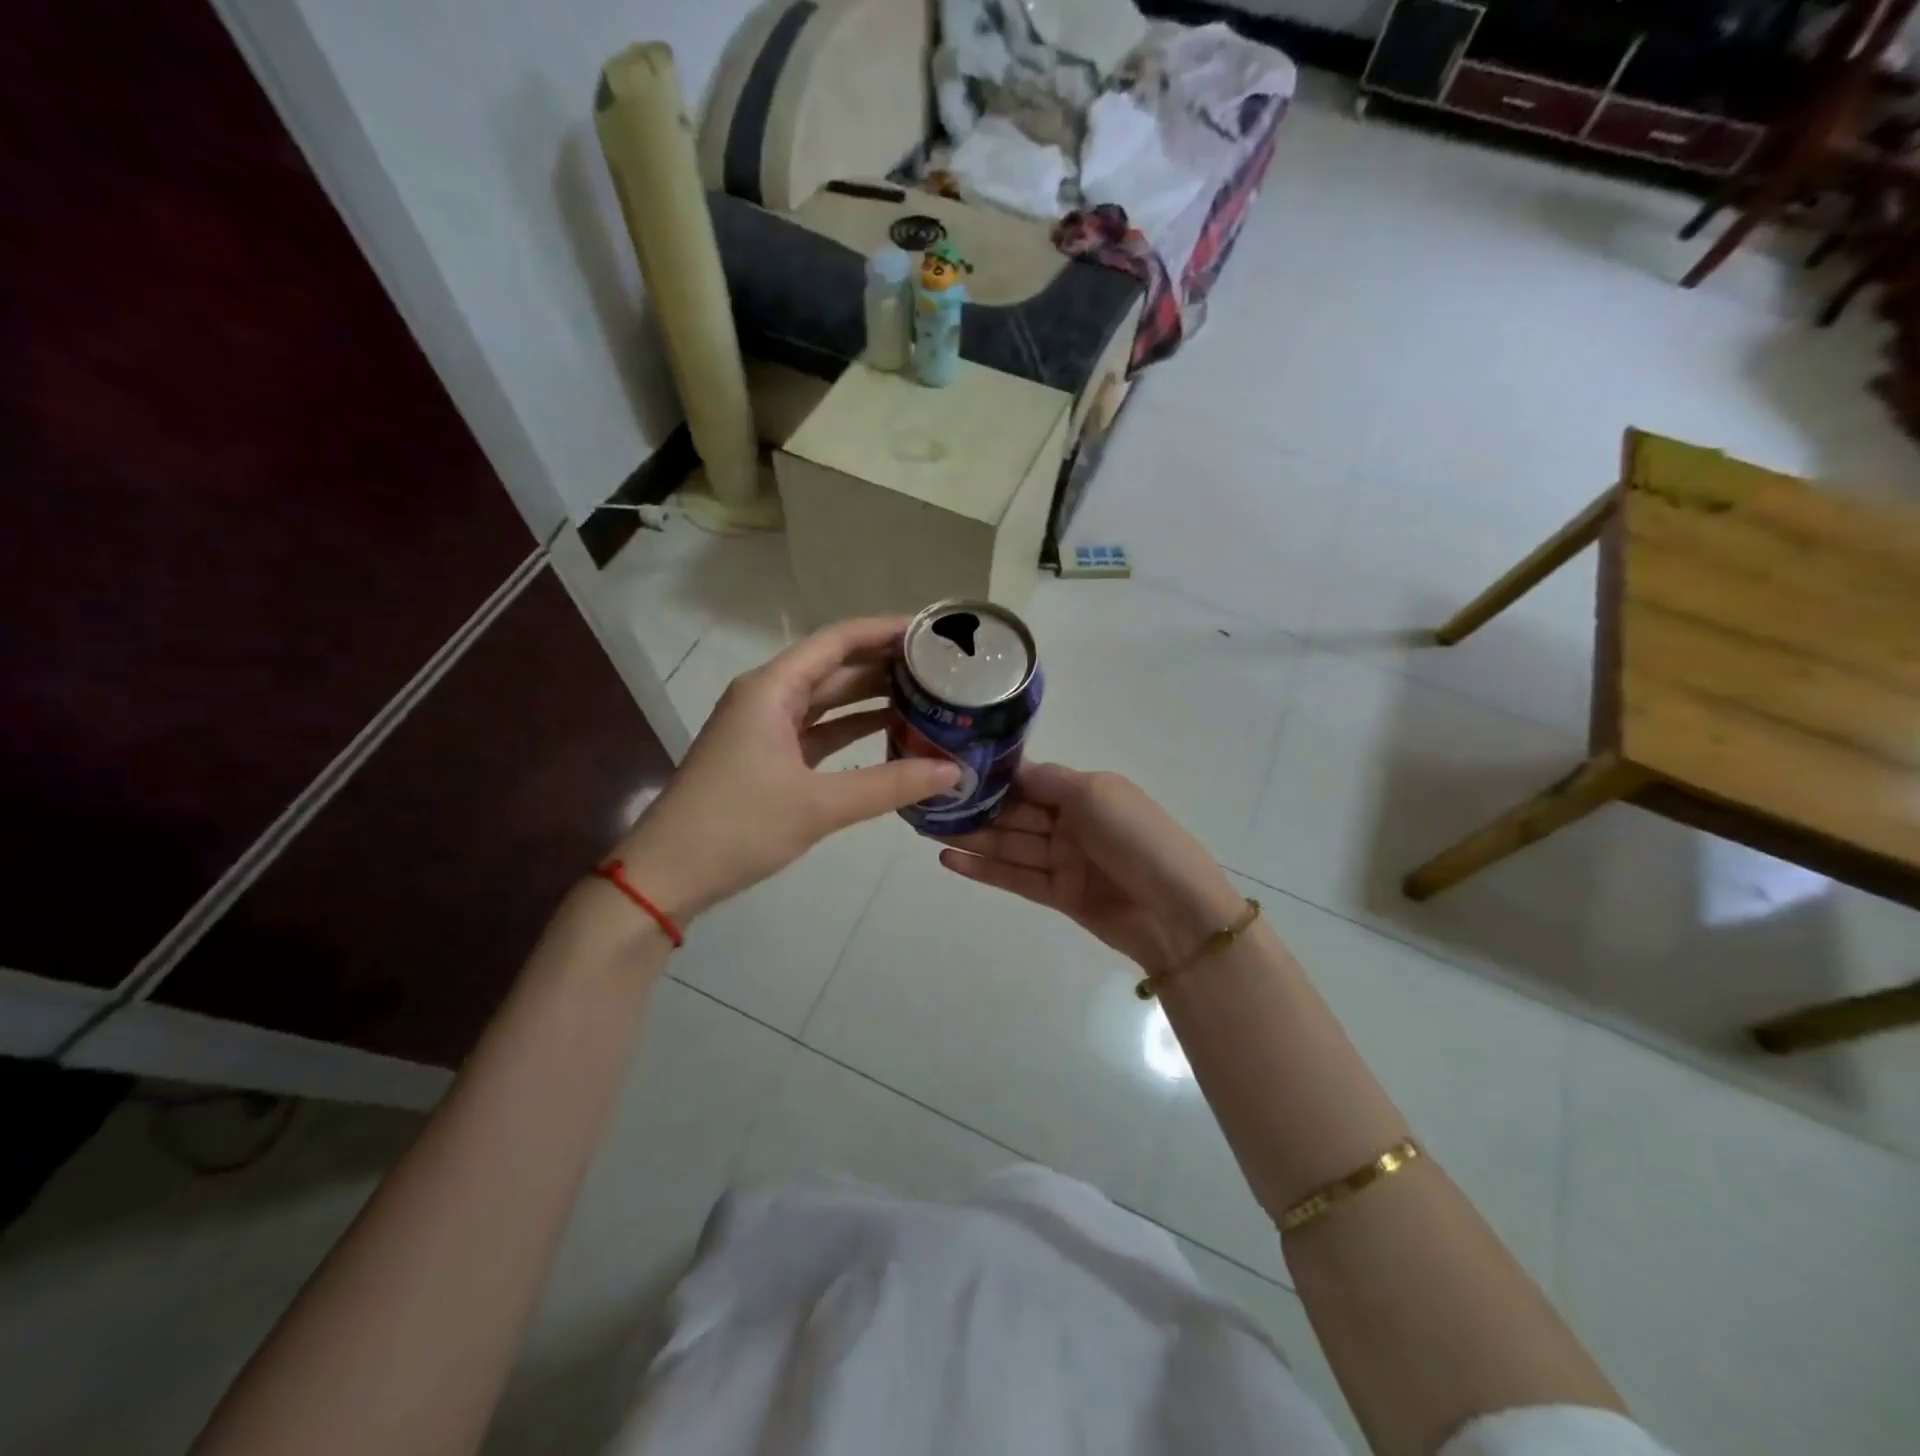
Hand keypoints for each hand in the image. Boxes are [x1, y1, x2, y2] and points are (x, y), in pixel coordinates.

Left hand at [612, 618, 959, 922]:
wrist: (667, 874)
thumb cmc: (738, 826)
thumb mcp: (819, 805)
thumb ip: (890, 785)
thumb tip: (954, 772)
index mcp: (772, 689)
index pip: (838, 641)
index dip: (884, 631)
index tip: (931, 631)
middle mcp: (768, 697)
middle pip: (834, 667)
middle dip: (884, 664)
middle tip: (941, 667)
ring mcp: (764, 728)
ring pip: (827, 701)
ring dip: (870, 698)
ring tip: (926, 695)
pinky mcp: (766, 758)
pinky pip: (817, 731)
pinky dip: (851, 731)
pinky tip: (889, 735)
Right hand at [938, 763, 1244, 970]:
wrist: (1177, 911)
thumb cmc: (1137, 838)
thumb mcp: (1095, 793)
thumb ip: (1047, 780)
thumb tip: (1010, 768)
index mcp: (1085, 791)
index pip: (1029, 779)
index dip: (993, 776)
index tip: (951, 769)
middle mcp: (1071, 822)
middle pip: (1014, 812)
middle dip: (975, 807)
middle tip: (926, 803)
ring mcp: (1064, 860)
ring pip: (1009, 844)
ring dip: (971, 837)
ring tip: (927, 830)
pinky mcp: (1058, 894)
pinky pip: (1015, 877)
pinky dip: (983, 869)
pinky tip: (949, 859)